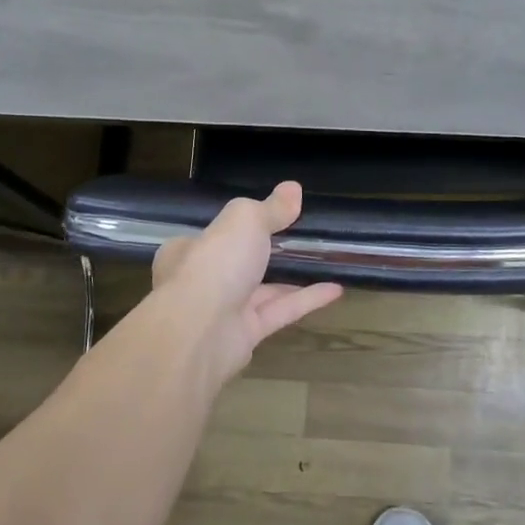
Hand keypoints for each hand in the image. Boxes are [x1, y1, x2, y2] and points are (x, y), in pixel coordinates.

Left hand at [150, 181, 342, 381]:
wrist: (200, 333)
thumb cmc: (214, 263)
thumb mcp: (245, 220)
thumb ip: (270, 208)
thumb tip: (293, 188)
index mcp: (188, 250)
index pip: (212, 235)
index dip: (238, 226)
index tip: (268, 217)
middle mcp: (201, 281)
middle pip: (238, 263)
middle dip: (266, 253)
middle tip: (301, 238)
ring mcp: (222, 311)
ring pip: (261, 290)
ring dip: (292, 277)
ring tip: (324, 261)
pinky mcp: (245, 336)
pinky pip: (279, 312)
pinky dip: (306, 299)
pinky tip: (335, 289)